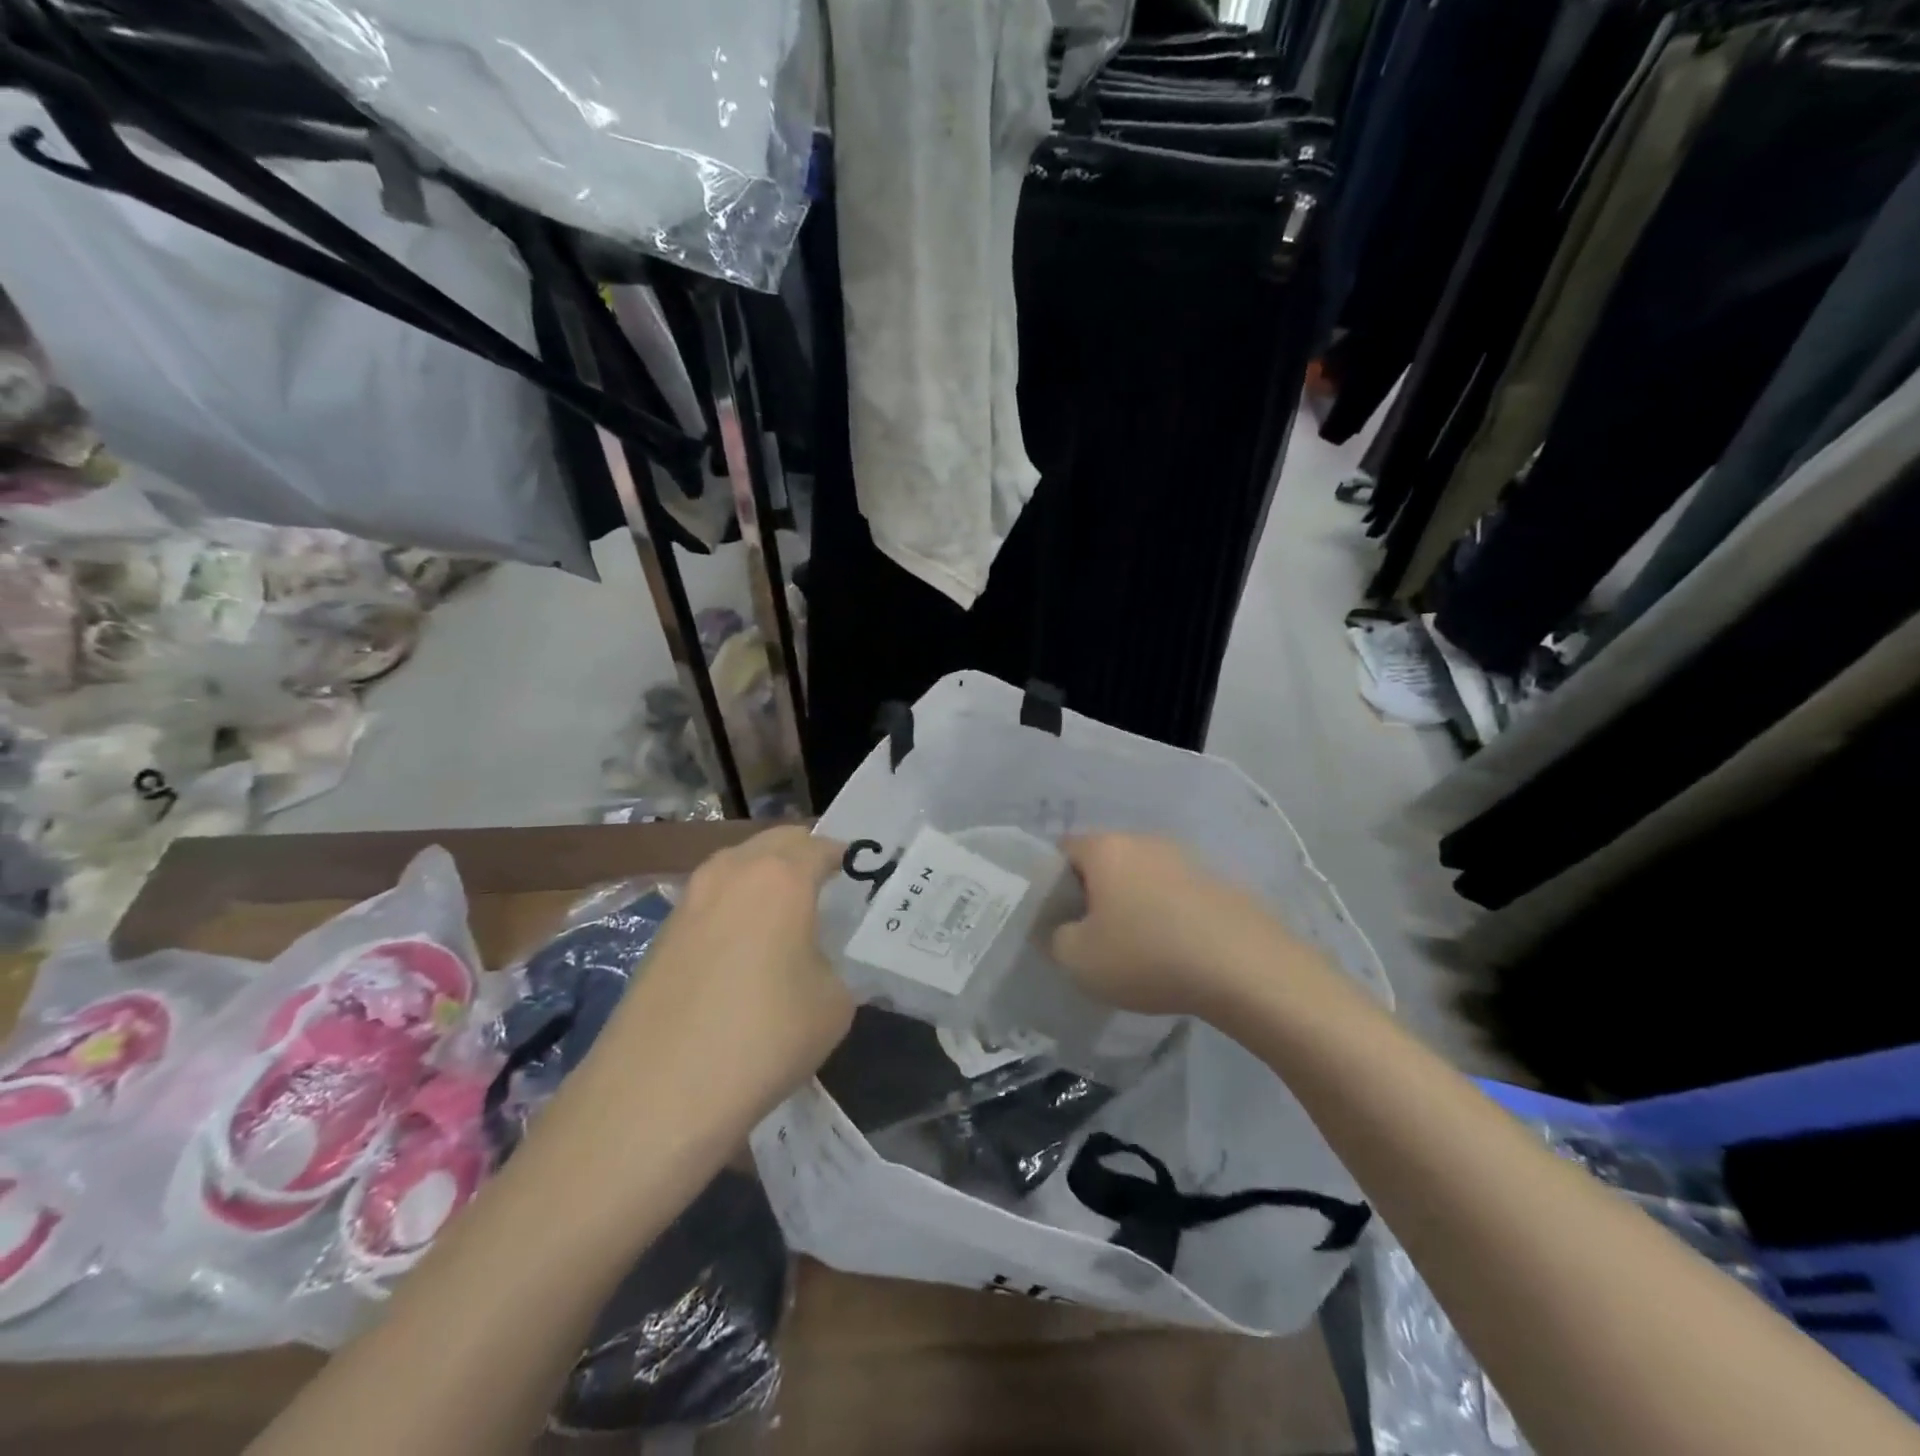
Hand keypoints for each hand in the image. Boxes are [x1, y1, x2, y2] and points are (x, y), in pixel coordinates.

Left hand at [586, 825, 853, 1125]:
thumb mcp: (833, 1004)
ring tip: (785, 919)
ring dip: (764, 879)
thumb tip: (814, 964)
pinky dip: (734, 909)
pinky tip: (743, 952)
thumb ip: (834, 966)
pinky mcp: (662, 932)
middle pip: (776, 843)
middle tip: (827, 890)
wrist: (656, 1093)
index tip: (861, 879)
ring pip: (738, 867)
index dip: (846, 858)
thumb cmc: (763, 1037)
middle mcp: (731, 871)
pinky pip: (712, 900)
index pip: (822, 846)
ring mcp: (689, 899)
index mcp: (781, 876)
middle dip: (804, 856)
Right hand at [1050, 832, 1307, 1018]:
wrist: (1246, 968)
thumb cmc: (1147, 956)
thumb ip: (1053, 939)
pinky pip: (1175, 892)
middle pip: (1104, 860)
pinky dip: (1166, 913)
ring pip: (1142, 875)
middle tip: (1089, 934)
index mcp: (1105, 848)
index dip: (1051, 882)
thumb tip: (1056, 929)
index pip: (1062, 850)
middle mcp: (1144, 840)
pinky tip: (1173, 948)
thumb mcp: (1079, 960)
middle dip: (1093, 892)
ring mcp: (1186, 857)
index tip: (1054, 917)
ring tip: (1134, 945)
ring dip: (1132, 902)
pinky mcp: (1218, 881)